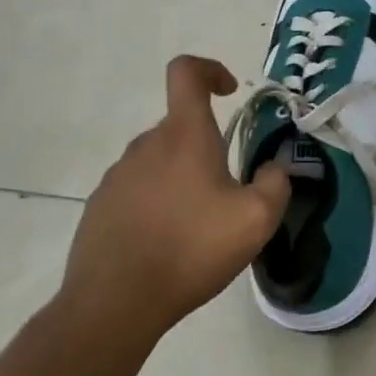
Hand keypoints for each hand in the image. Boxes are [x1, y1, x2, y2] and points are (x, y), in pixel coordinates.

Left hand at [56, 56, 289, 358]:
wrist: (114, 305)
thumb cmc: (191, 250)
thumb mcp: (256, 220)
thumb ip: (277, 183)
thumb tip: (275, 167)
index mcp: (184, 136)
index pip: (186, 72)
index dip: (210, 70)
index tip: (229, 94)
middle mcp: (146, 145)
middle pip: (180, 126)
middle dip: (207, 147)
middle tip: (228, 191)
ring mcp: (117, 176)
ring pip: (159, 160)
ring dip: (182, 178)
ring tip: (197, 226)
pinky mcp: (99, 207)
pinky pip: (136, 190)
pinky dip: (156, 203)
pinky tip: (165, 244)